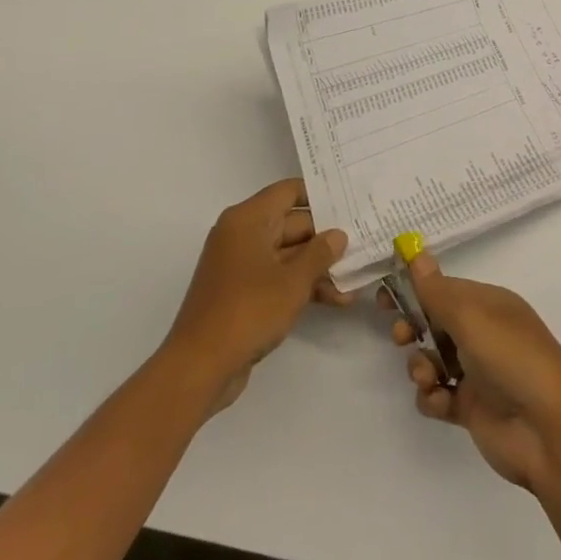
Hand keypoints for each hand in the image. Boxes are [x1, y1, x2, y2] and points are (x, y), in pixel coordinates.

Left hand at [164, 178, 349, 414]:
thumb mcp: (293, 282)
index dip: (319, 195)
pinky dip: (302, 285)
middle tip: (361, 244)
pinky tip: (335, 299)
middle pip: (291, 224)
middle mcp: (242, 235)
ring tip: (353, 280)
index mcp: (248, 220)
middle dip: (325, 238)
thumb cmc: (247, 311)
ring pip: (287, 254)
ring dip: (318, 267)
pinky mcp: (242, 292)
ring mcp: (240, 265)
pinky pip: (277, 277)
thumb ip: (320, 253)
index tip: (349, 202)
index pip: (288, 191)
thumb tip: (338, 235)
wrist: (199, 368)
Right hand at [385, 253, 560, 492]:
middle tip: (401, 336)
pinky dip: (433, 398)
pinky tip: (441, 401)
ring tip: (430, 377)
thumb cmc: (511, 358)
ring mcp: (477, 372)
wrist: (547, 430)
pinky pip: (437, 396)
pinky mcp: (471, 408)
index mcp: (488, 304)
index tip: (384, 296)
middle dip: (412, 327)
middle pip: (434, 322)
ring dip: (421, 366)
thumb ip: (436, 290)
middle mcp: (482, 333)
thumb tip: (416, 253)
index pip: (443, 288)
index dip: (414, 290)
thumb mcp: (471, 316)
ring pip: (431, 359)